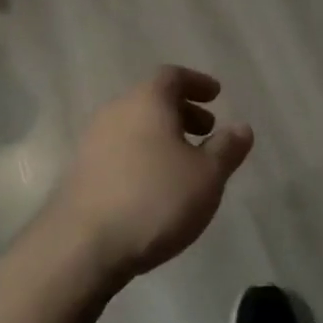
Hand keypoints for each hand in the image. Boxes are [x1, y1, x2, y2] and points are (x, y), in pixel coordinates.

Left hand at [48, 65, 253, 282]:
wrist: (81, 246)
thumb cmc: (154, 200)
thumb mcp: (206, 176)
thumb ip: (227, 149)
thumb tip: (241, 127)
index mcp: (146, 101)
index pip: (172, 76)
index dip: (197, 83)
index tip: (216, 95)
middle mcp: (115, 112)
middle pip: (151, 100)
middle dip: (182, 111)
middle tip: (207, 130)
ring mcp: (92, 142)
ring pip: (134, 126)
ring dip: (162, 136)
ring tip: (184, 163)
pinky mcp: (80, 172)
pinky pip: (120, 150)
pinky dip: (143, 155)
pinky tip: (155, 186)